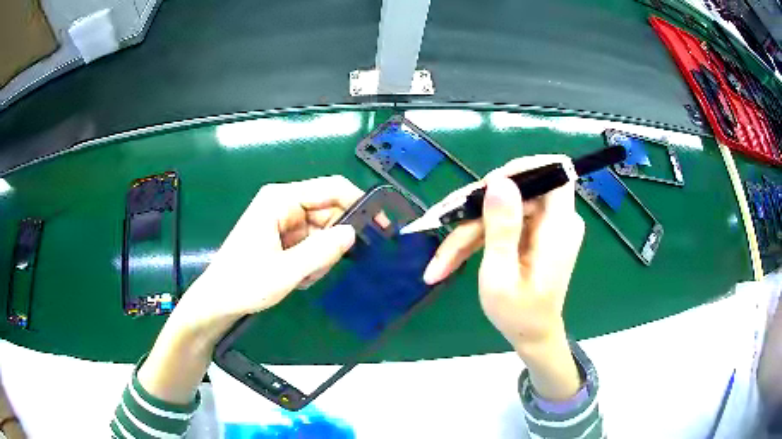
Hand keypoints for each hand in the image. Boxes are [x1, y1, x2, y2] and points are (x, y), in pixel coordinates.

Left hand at [138, 176, 363, 403]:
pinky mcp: (282, 238)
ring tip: (303, 276)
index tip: (379, 226)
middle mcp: (283, 205)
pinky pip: (311, 244)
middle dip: (333, 241)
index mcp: (280, 200)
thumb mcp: (286, 271)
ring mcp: (283, 222)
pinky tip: (298, 277)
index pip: (331, 188)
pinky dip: (312, 262)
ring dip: (320, 256)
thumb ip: (322, 251)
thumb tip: (352, 233)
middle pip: (327, 212)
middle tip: (325, 266)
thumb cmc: (243, 283)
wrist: (217, 302)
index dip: (358, 203)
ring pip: (322, 232)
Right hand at [423, 155, 584, 399]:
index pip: (552, 171)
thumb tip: (499, 181)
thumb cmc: (518, 314)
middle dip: (477, 211)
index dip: (521, 169)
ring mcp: (546, 226)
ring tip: (441, 262)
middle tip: (444, 230)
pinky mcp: (535, 233)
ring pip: (503, 209)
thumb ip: (502, 227)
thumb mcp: (501, 275)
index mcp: (558, 227)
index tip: (486, 188)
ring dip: (470, 231)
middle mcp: (558, 220)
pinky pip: (505, 222)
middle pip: (516, 192)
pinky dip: (479, 238)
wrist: (533, 336)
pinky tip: (453, 259)